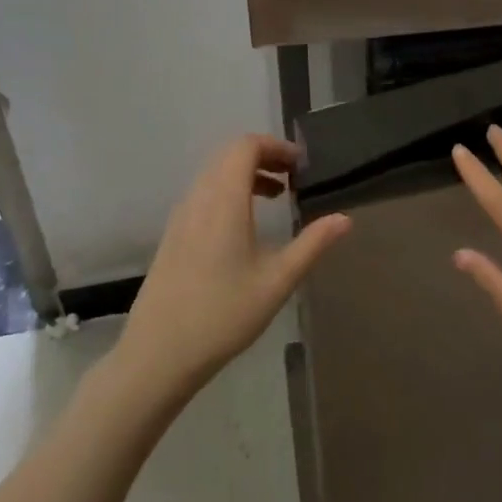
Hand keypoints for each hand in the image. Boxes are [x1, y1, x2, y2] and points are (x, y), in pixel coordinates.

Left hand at [117, 134, 350, 396]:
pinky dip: (229, 191)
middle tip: (294, 177)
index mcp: (224, 200)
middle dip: (264, 156)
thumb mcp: (277, 281)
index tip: (302, 165)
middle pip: (229, 155)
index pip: (246, 146)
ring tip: (276, 196)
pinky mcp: (173, 234)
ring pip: (214, 173)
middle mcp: (199, 198)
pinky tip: (245, 225)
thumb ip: (312, 245)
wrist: (157, 354)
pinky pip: (203, 193)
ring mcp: (181, 216)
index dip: (276, 146)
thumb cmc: (223, 315)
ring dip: (246, 173)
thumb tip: (344, 219)